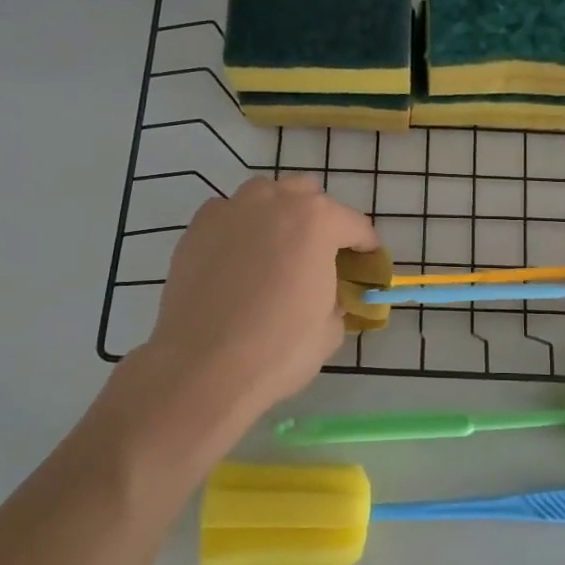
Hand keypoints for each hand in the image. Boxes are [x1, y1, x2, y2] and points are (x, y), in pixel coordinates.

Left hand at [142, 175, 379, 415]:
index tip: (367, 267)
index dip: (367, 248)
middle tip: (321, 258)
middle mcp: (275, 201)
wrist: (202, 367)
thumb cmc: (279, 349)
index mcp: (318, 221)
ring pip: (266, 196)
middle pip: (309, 196)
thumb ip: (336, 297)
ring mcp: (231, 209)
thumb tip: (329, 295)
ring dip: (280, 215)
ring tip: (278, 252)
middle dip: (322, 222)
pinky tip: (239, 261)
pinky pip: (230, 214)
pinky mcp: (197, 227)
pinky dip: (242, 229)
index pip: (356, 226)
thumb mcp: (331, 329)